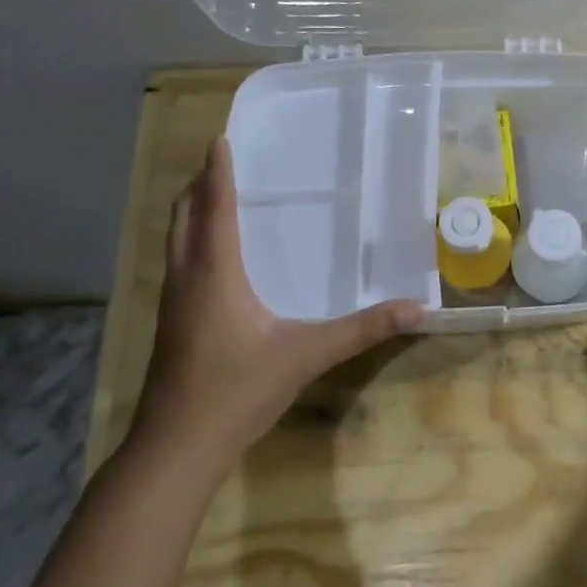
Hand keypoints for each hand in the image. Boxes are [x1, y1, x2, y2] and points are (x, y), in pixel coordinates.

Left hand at [131, 138, 423, 475]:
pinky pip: (178, 264)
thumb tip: (415, 309)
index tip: (219, 140)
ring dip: (190, 212)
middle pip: (184, 218)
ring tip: (212, 196)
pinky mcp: (171, 324)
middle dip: (198, 186)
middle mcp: (187, 279)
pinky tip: (211, 259)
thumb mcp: (307, 356)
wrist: (177, 447)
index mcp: (215, 274)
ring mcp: (173, 303)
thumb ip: (361, 330)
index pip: (216, 210)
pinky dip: (191, 241)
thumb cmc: (238, 391)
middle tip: (218, 162)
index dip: (218, 173)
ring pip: (175, 241)